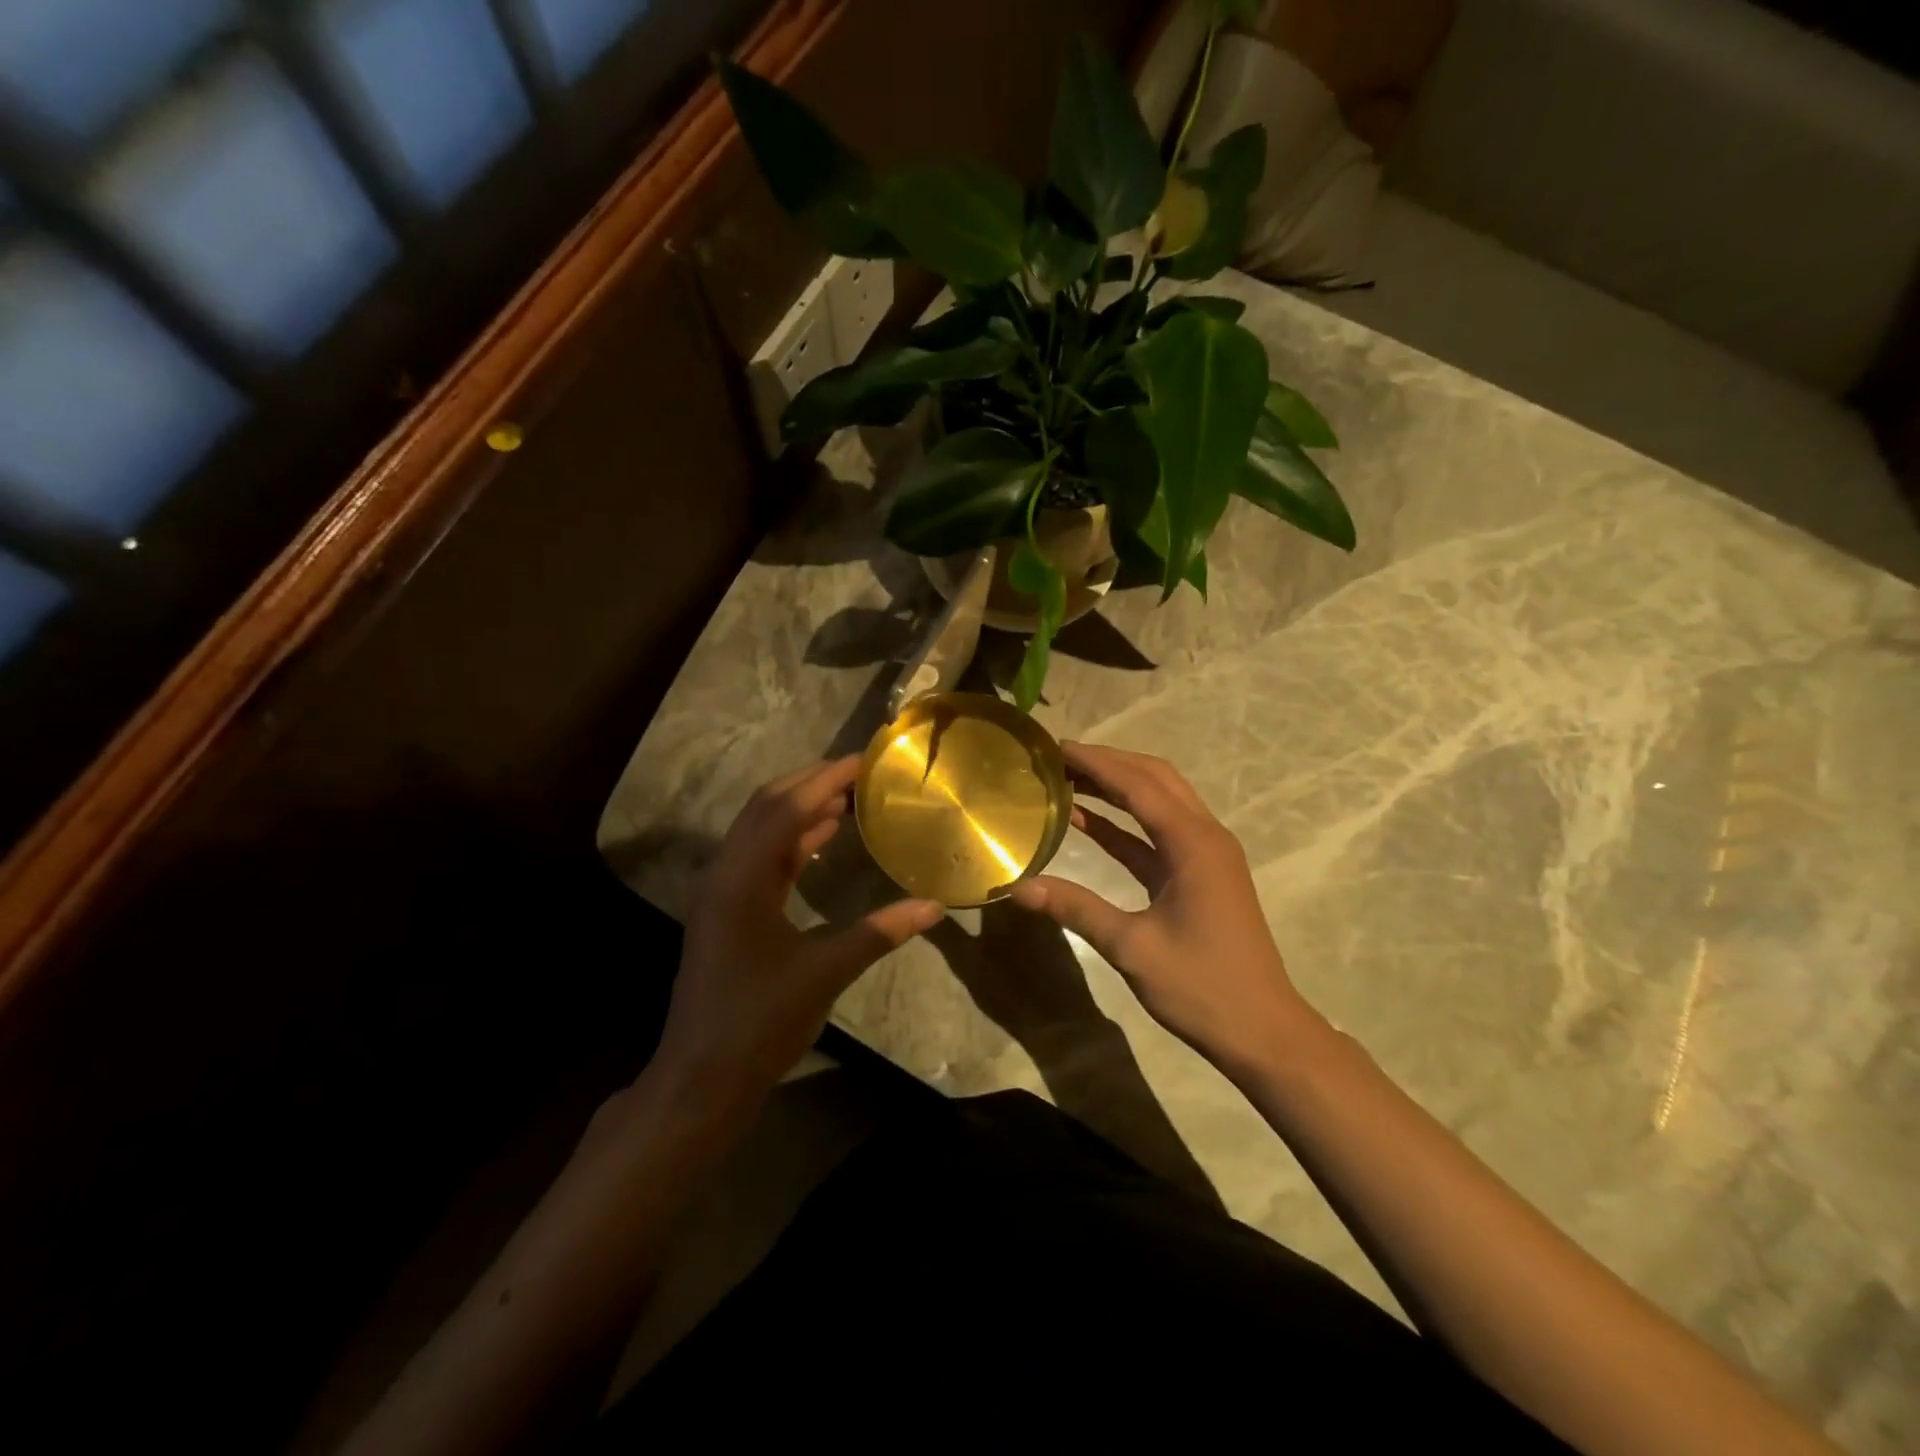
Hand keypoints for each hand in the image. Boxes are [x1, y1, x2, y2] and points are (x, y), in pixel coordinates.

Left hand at [653, 757, 942, 1113]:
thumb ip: (879, 932)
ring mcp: (722, 891)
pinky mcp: (728, 909)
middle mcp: (725, 872)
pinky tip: (823, 838)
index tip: (865, 759)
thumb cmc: (760, 1021)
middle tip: (860, 772)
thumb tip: (935, 906)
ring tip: (849, 796)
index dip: (826, 778)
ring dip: (801, 808)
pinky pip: (762, 857)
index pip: (787, 808)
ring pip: (761, 829)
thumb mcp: (824, 973)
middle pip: (766, 806)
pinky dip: (793, 839)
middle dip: (811, 782)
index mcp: (742, 878)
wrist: (702, 1077)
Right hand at [1009, 743, 1313, 1076]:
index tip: (1056, 748)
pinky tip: (1088, 821)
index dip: (1096, 763)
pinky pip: (1158, 833)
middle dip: (1109, 763)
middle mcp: (1205, 836)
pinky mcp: (1200, 874)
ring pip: (1159, 801)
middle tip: (1060, 759)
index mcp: (1194, 844)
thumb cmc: (1202, 988)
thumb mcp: (1132, 948)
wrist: (1263, 1031)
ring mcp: (1206, 854)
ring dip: (1118, 787)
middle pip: (1155, 779)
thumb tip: (1017, 887)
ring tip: (1069, 779)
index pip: (1139, 785)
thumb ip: (1075, 909)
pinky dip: (1124, 822)